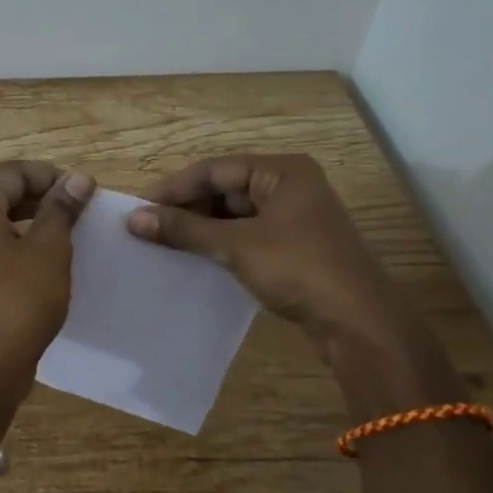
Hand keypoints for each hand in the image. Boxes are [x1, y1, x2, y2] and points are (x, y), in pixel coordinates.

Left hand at [0, 161, 95, 423]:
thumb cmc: (17, 301)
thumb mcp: (49, 251)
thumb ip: (61, 210)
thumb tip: (79, 178)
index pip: (13, 172)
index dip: (49, 176)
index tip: (83, 191)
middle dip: (30, 188)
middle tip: (66, 201)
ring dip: (22, 211)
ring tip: (60, 224)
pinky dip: (12, 235)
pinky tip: (41, 254)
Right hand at [127, 153, 414, 350]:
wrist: (359, 323)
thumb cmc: (299, 269)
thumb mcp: (237, 245)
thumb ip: (185, 230)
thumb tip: (134, 220)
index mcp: (282, 171)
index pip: (215, 169)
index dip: (174, 187)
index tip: (138, 207)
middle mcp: (289, 186)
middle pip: (225, 189)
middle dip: (187, 208)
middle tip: (147, 228)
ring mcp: (294, 217)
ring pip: (234, 214)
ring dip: (201, 227)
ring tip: (164, 243)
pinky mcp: (293, 246)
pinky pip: (246, 235)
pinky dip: (220, 243)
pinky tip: (194, 257)